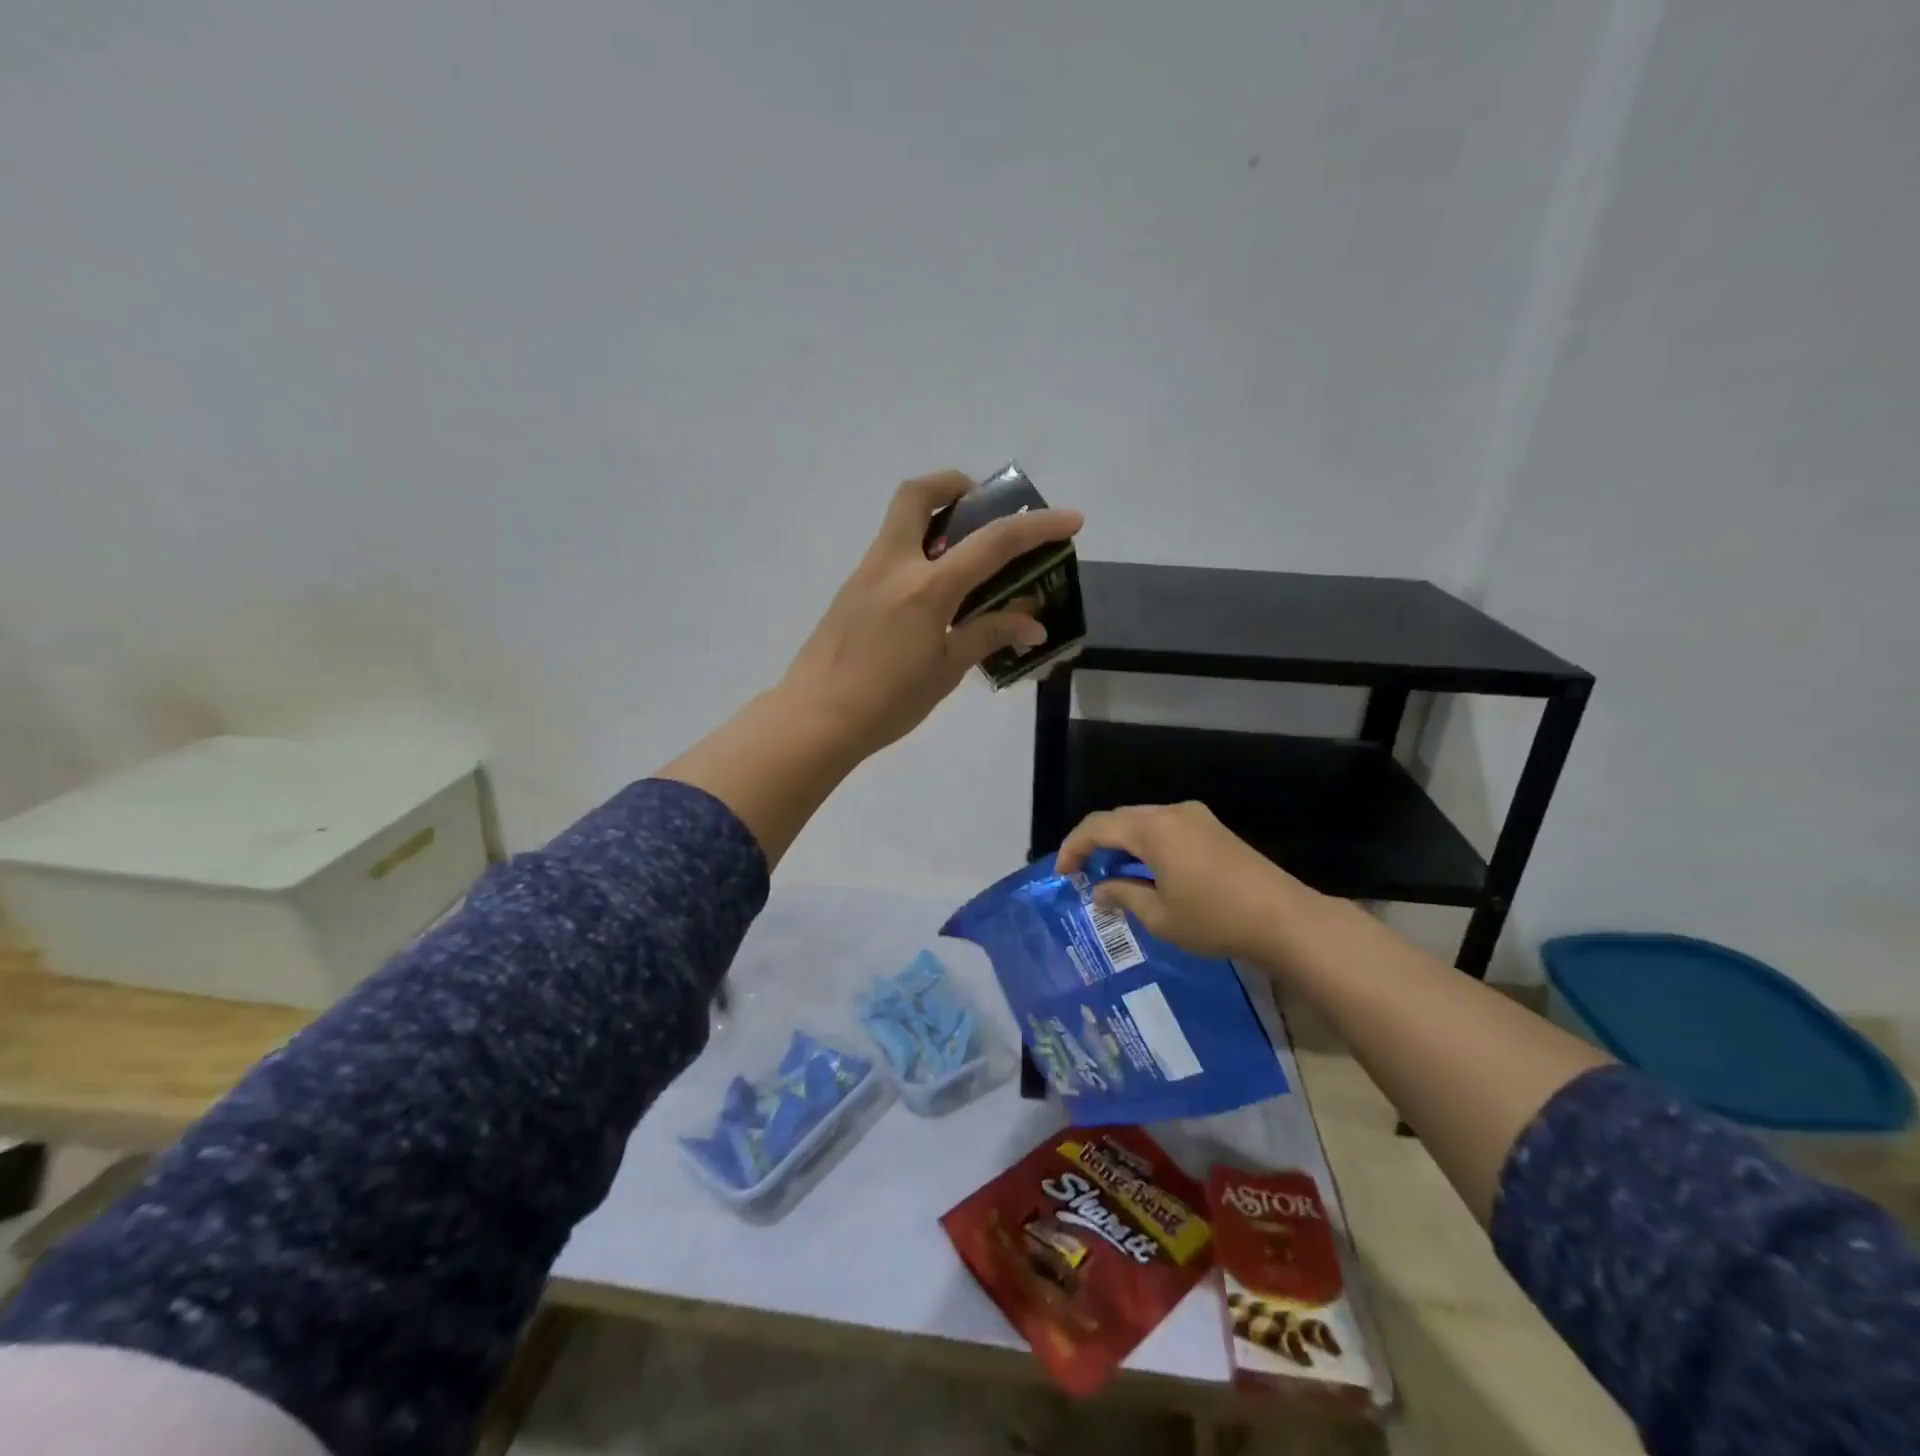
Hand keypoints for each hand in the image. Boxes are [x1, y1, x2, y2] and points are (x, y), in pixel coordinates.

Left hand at [780, 471, 1082, 758]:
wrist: (815, 719)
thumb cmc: (887, 702)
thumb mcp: (946, 670)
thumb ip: (988, 635)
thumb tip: (1033, 623)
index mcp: (927, 586)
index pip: (992, 543)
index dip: (1037, 527)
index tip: (1072, 518)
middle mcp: (894, 564)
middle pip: (918, 494)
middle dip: (955, 486)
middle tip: (982, 508)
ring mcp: (866, 573)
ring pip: (900, 521)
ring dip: (935, 519)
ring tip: (966, 554)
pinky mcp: (851, 591)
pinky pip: (890, 552)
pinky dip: (918, 552)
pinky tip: (934, 593)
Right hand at [1055, 802, 1322, 963]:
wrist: (1284, 918)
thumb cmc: (1215, 919)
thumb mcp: (1160, 916)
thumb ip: (1123, 896)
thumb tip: (1099, 890)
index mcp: (1152, 830)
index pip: (1097, 826)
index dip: (1072, 847)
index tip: (1062, 873)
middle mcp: (1171, 812)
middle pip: (1119, 818)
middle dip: (1095, 842)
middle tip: (1083, 873)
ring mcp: (1196, 817)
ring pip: (1143, 821)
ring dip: (1122, 843)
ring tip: (1112, 874)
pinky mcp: (1213, 828)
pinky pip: (1165, 827)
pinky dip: (1146, 843)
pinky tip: (1147, 870)